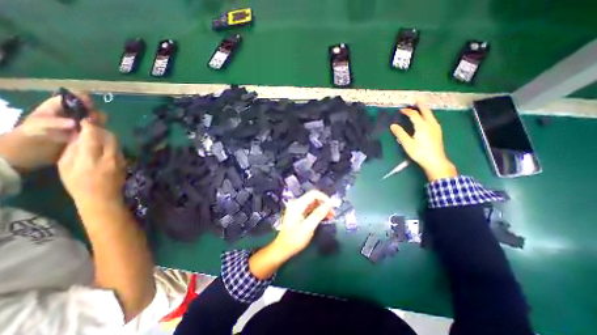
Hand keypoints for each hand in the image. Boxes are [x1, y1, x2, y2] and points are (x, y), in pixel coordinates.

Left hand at [0, 93, 100, 172]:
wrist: (29, 155)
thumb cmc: (29, 137)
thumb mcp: (37, 127)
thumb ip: (55, 123)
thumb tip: (76, 123)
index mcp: (57, 108)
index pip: (72, 99)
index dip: (82, 99)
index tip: (90, 104)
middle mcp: (71, 115)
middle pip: (88, 109)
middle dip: (94, 113)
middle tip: (95, 120)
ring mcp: (81, 126)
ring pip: (96, 120)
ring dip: (100, 123)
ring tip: (99, 128)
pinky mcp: (88, 135)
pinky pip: (98, 131)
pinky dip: (102, 131)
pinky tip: (102, 135)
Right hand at [58, 120, 125, 211]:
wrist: (103, 197)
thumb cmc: (78, 184)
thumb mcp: (66, 166)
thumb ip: (74, 149)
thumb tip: (79, 136)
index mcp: (91, 157)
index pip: (94, 136)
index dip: (90, 126)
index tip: (85, 120)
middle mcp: (110, 156)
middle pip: (110, 136)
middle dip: (101, 129)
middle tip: (92, 127)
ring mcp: (121, 159)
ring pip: (117, 142)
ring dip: (108, 136)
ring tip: (98, 135)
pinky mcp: (126, 162)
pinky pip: (119, 148)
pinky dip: (112, 144)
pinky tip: (105, 146)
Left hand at [274, 192, 335, 258]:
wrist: (283, 249)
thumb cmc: (295, 239)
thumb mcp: (308, 227)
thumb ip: (319, 213)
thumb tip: (330, 203)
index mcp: (297, 204)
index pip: (313, 194)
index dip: (324, 198)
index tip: (333, 206)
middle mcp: (296, 203)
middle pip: (313, 198)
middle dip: (324, 204)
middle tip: (333, 213)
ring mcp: (297, 208)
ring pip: (313, 203)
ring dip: (322, 209)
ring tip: (331, 216)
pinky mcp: (298, 213)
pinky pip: (310, 209)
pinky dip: (317, 212)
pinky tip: (325, 218)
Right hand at [393, 104, 457, 181]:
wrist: (435, 161)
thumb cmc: (419, 152)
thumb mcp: (407, 143)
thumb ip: (400, 133)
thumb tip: (393, 125)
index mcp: (422, 126)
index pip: (414, 115)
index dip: (407, 111)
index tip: (401, 110)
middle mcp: (430, 124)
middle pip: (426, 111)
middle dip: (420, 106)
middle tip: (415, 101)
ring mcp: (436, 128)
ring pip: (430, 115)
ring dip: (425, 110)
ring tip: (420, 108)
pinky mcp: (438, 132)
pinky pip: (432, 119)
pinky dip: (428, 115)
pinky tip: (426, 119)